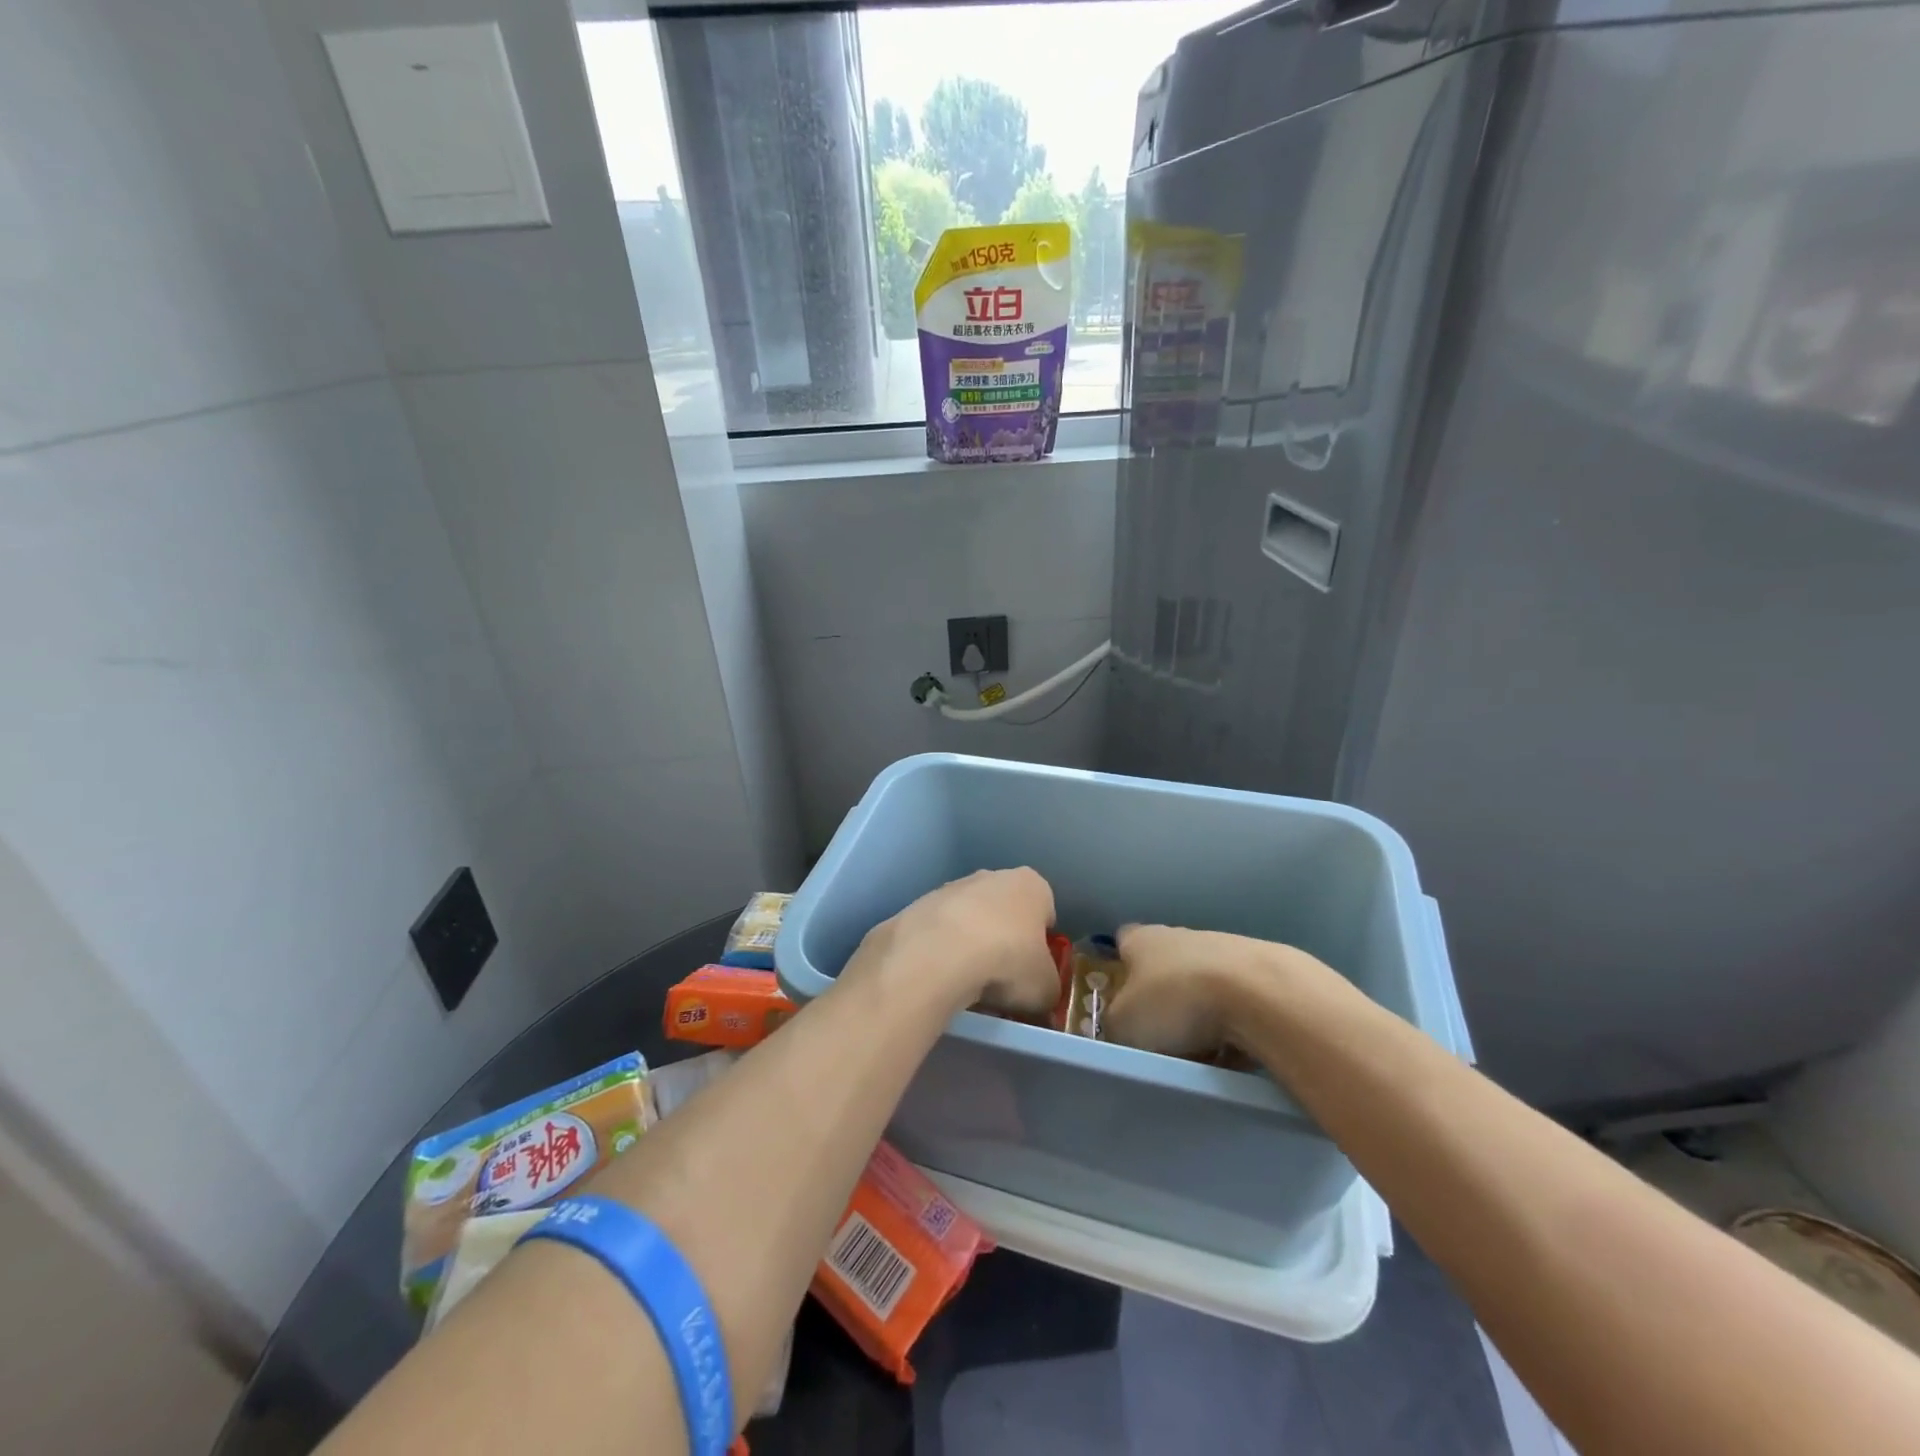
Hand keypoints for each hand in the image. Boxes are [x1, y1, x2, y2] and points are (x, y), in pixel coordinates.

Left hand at [849, 869, 1059, 1015]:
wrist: (940, 953)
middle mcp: (993, 876)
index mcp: (1032, 885)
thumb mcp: (1046, 988)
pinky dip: (943, 949)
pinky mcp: (920, 904)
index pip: (1045, 910)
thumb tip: (1041, 995)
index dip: (1042, 942)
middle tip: (1002, 976)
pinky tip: (941, 974)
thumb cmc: (1008, 961)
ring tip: (968, 980)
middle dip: (1005, 939)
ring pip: (970, 918)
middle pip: (1006, 910)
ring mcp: (952, 887)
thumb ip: (1048, 987)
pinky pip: (940, 931)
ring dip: (971, 943)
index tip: (1034, 969)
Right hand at [1105, 925, 1280, 1056]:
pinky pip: (1235, 1003)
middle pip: (1163, 967)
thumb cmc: (1177, 1001)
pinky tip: (1235, 1051)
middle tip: (1159, 1038)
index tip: (1120, 999)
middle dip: (1162, 1000)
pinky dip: (1232, 1025)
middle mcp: (1180, 935)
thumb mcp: (1125, 1024)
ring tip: (1201, 1053)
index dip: (1119, 968)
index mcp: (1142, 939)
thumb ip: (1114, 1024)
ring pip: (1200, 986)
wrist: (1261, 994)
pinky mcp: (1260, 971)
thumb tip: (1119, 1026)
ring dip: (1199, 1015)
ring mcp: (1224, 949)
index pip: (1122, 943)